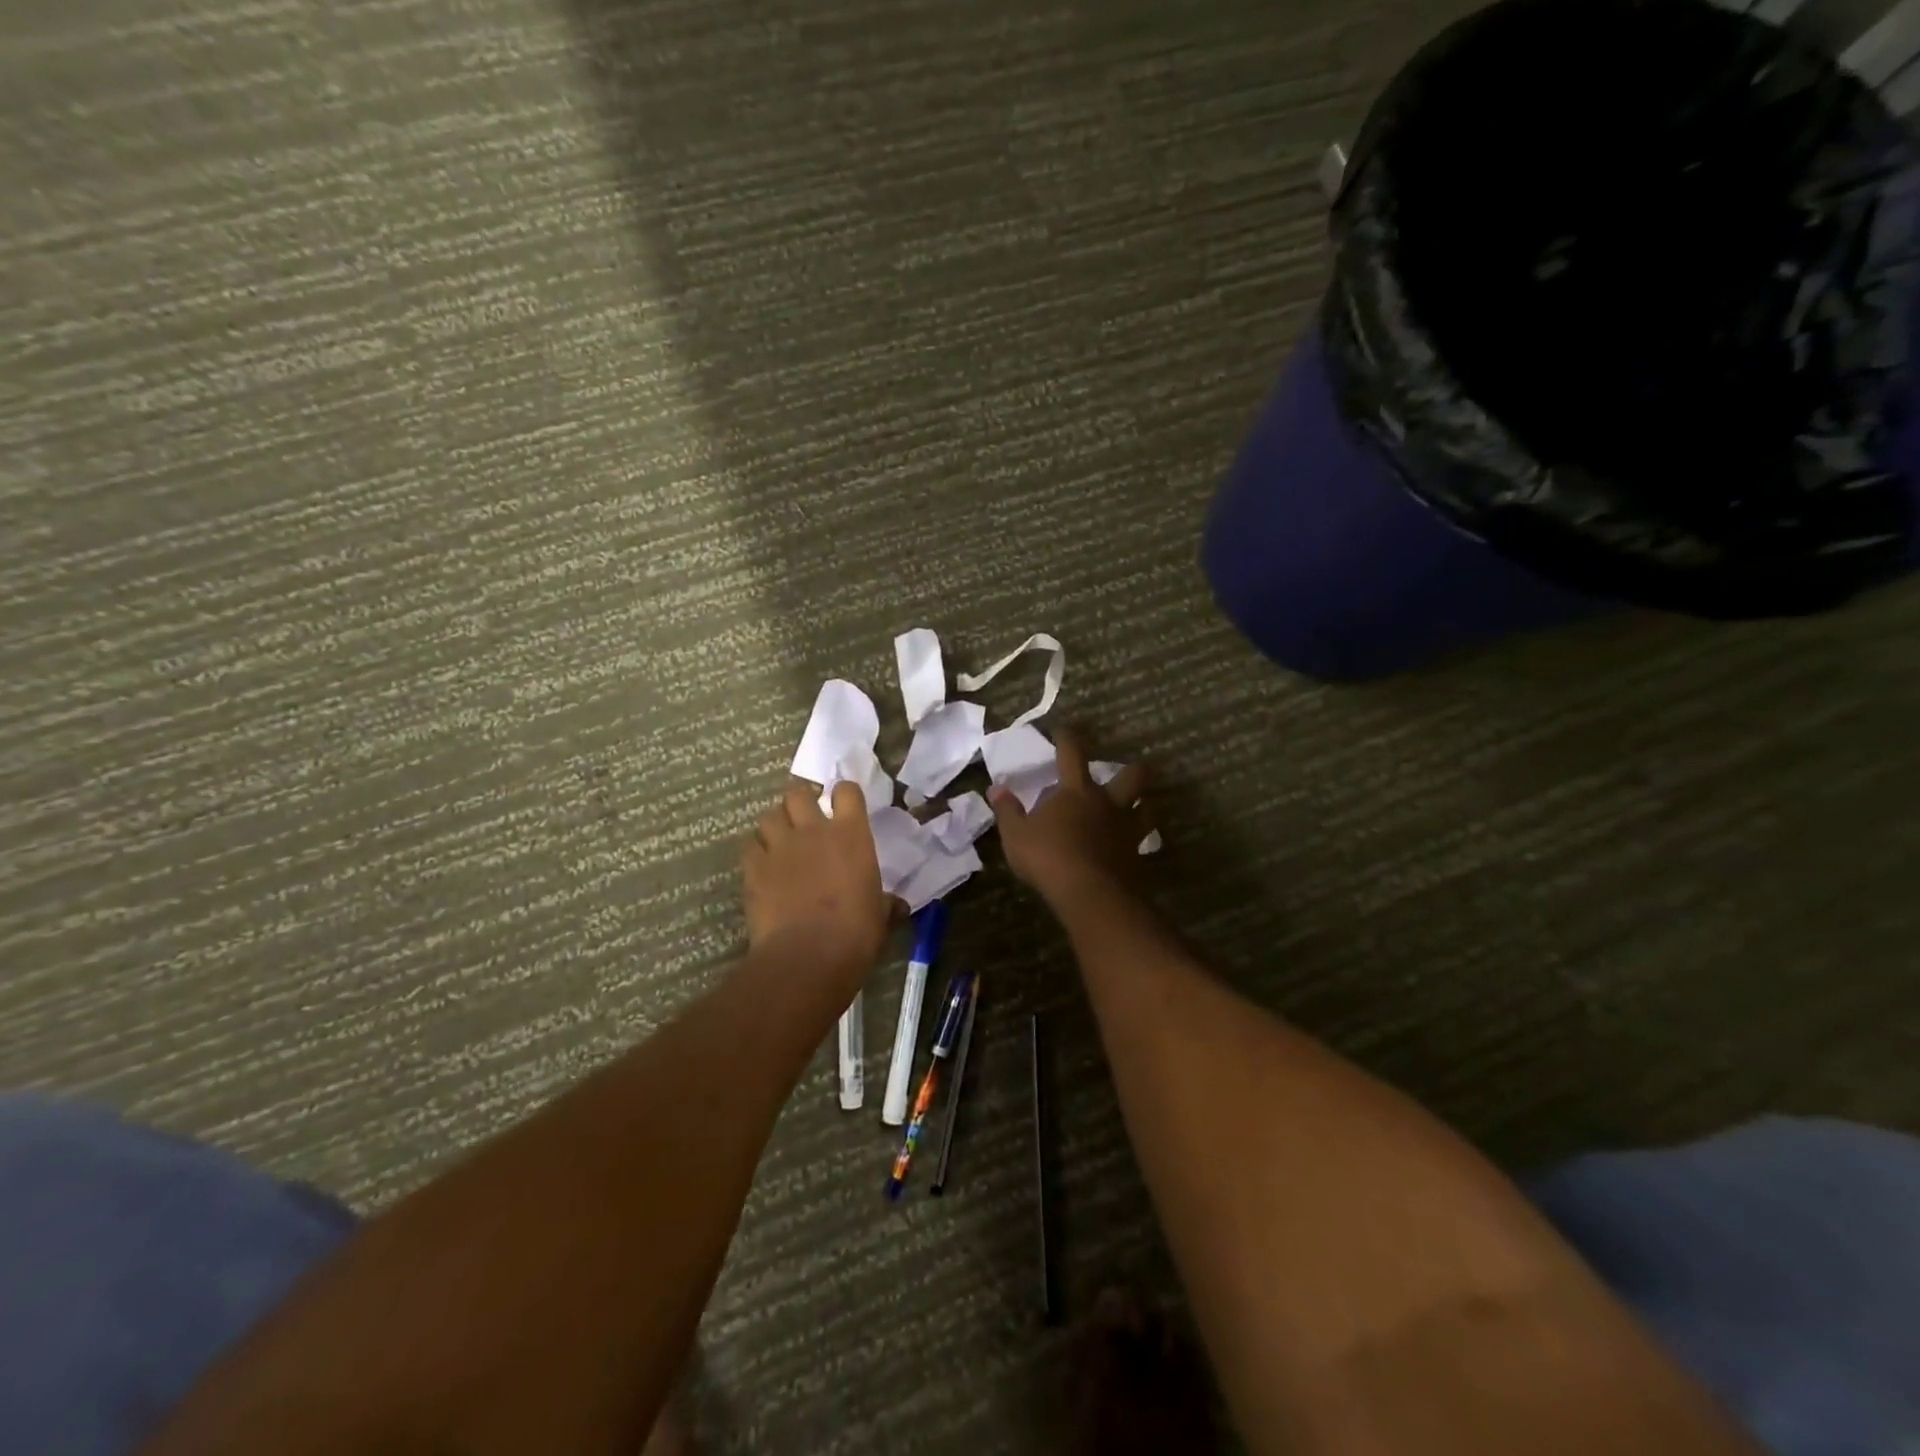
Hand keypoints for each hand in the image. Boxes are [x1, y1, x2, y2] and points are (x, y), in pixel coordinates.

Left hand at [742, 780, 891, 986]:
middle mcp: (813, 830)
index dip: (844, 794)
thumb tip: (899, 906)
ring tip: (780, 840)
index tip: (844, 804)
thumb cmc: (856, 933)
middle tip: (805, 819)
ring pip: (769, 816)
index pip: (847, 792)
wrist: (808, 956)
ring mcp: (780, 847)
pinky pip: (750, 846)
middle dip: (800, 802)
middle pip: (798, 794)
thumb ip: (887, 903)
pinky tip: (762, 865)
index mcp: (851, 834)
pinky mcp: (754, 868)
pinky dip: (756, 851)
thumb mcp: (880, 915)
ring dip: (776, 824)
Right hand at [991, 730, 1153, 909]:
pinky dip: (1138, 842)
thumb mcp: (1016, 834)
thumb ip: (1007, 811)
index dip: (1068, 738)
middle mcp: (1106, 803)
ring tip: (1138, 808)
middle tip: (1128, 772)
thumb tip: (996, 789)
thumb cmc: (1047, 856)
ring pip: (1147, 807)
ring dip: (1144, 805)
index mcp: (1076, 791)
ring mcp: (1126, 829)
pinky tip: (1131, 849)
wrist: (1089, 893)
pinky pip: (1142, 843)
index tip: (1064, 731)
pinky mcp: (1136, 855)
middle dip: (1133, 770)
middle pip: (1132, 775)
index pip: (1072, 753)